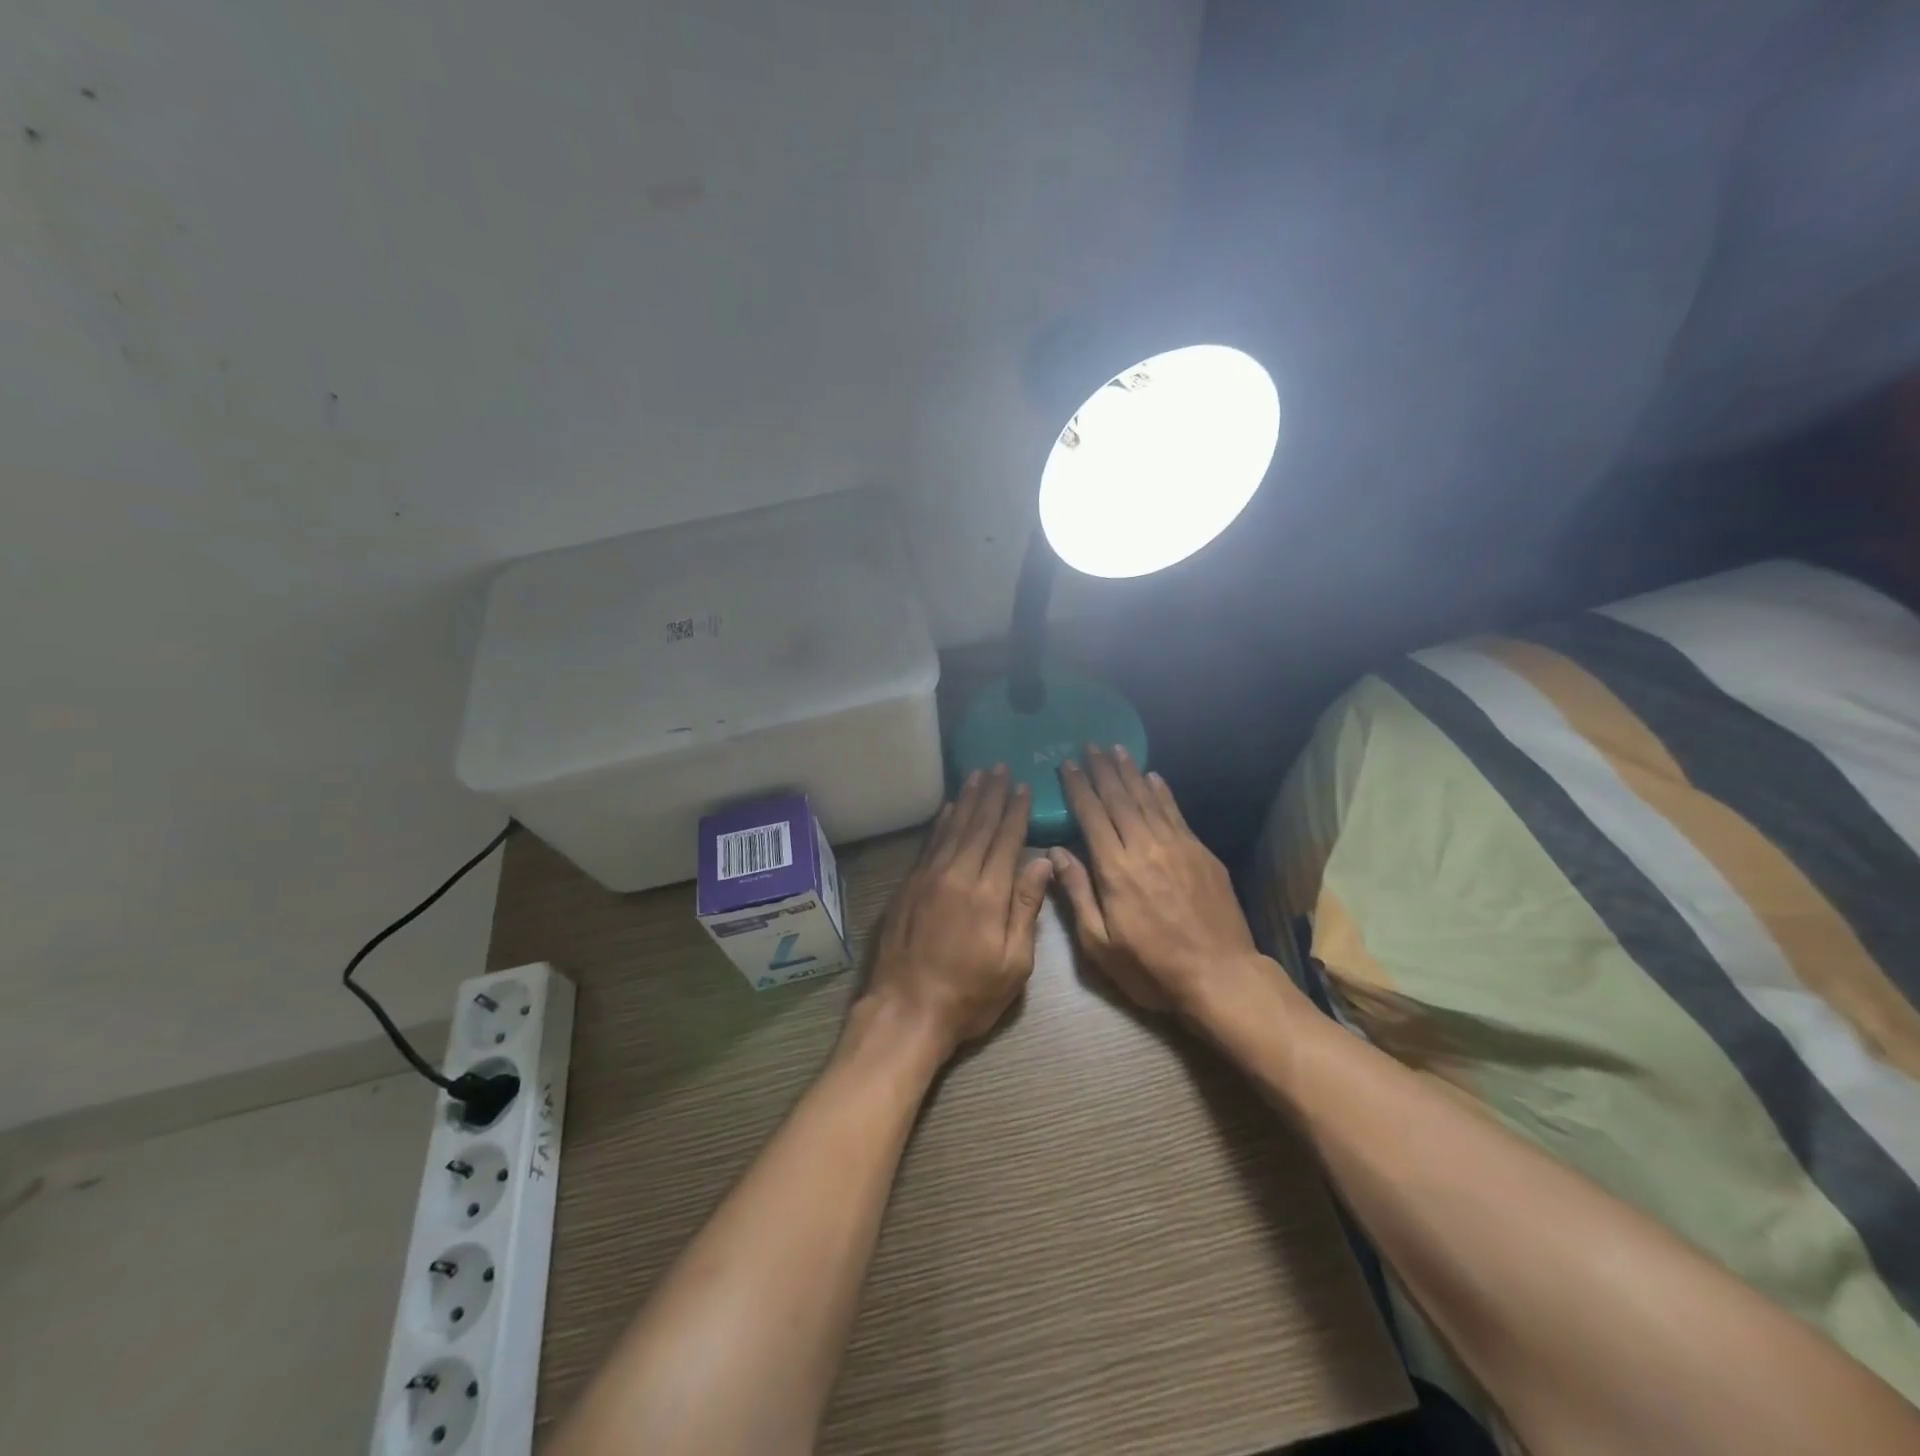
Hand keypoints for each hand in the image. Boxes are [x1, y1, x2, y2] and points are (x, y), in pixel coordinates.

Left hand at [861, 766, 1054, 1058]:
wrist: (906, 1010)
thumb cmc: (969, 994)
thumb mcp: (1013, 963)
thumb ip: (1026, 908)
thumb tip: (1043, 863)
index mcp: (988, 893)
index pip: (1006, 840)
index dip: (1016, 812)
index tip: (1023, 787)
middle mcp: (957, 874)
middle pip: (977, 825)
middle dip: (991, 795)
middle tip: (1000, 767)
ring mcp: (927, 878)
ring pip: (951, 828)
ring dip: (966, 800)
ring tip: (977, 776)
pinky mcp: (908, 887)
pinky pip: (928, 844)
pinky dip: (940, 823)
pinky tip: (947, 809)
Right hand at [1050, 744, 1274, 1020]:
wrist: (1220, 976)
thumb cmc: (1151, 967)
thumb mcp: (1100, 944)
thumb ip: (1077, 893)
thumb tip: (1057, 852)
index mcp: (1115, 869)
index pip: (1091, 816)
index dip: (1078, 788)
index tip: (1066, 765)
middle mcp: (1144, 847)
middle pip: (1119, 799)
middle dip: (1102, 770)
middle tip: (1089, 745)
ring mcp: (1177, 846)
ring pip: (1148, 799)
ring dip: (1130, 772)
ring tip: (1116, 750)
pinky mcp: (1201, 853)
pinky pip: (1176, 813)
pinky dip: (1162, 792)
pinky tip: (1153, 777)